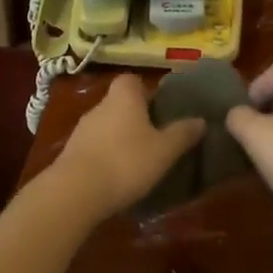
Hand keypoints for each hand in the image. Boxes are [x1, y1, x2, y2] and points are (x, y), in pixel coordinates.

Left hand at [45, 73, 204, 222]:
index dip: (146, 91)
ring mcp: (82, 129)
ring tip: (139, 159)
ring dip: (120, 138)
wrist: (75, 192)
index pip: (132, 80)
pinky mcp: (71, 153)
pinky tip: (117, 176)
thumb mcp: (164, 151)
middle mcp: (100, 106)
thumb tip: (201, 120)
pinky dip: (105, 156)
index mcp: (124, 97)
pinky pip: (94, 147)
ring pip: (106, 125)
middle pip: (120, 103)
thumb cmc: (126, 162)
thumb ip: (183, 134)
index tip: (161, 108)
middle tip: (156, 137)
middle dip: (136, 117)